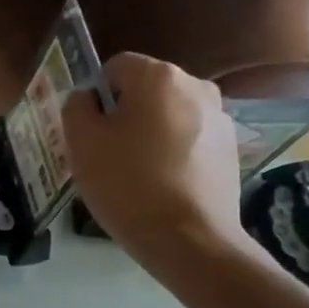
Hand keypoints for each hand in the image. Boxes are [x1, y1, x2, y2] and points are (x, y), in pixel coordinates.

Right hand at [63, 54, 263, 285]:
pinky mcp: (231, 150)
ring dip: (151, 135)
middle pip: (145, 91)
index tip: (90, 131)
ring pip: (169, 117)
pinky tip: (163, 188)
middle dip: (125, 115)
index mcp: (158, 76)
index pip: (115, 67)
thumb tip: (88, 99)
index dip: (96, 96)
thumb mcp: (82, 143)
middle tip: (108, 156)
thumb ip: (77, 107)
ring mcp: (220, 118)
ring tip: (137, 176)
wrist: (189, 240)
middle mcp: (196, 86)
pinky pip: (190, 141)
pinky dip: (174, 155)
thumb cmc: (128, 184)